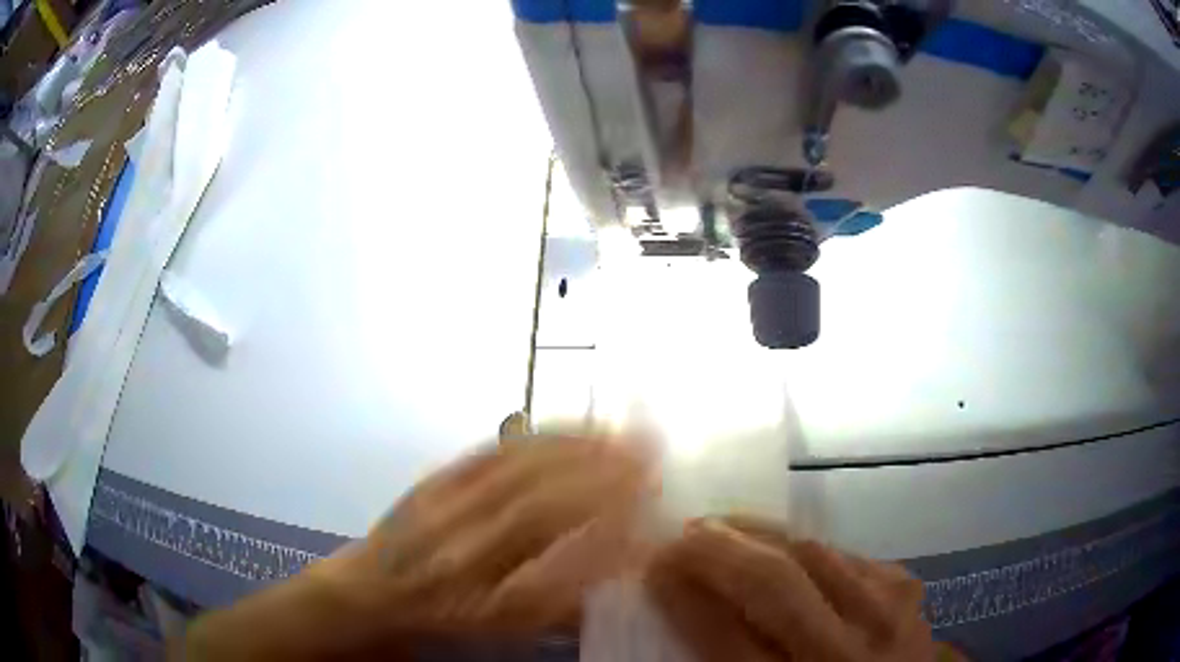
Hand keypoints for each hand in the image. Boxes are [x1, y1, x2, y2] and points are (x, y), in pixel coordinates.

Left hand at [181, 436, 651, 659]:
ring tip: (620, 429)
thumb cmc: (432, 631)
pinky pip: (484, 458)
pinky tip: (561, 426)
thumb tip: (609, 568)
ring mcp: (442, 516)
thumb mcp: (497, 637)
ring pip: (515, 477)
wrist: (360, 600)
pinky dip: (531, 439)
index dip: (613, 540)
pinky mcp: (428, 487)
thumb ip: (553, 607)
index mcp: (486, 608)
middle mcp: (466, 559)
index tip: (656, 515)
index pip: (563, 571)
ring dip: (575, 450)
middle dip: (604, 481)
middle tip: (652, 454)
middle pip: (542, 513)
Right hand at [646, 517, 936, 661]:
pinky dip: (806, 546)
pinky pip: (847, 555)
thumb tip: (685, 609)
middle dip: (720, 550)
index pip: (728, 637)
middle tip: (683, 533)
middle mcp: (845, 651)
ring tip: (725, 525)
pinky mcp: (906, 588)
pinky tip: (785, 545)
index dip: (685, 597)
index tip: (655, 567)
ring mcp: (886, 613)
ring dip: (761, 534)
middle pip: (776, 584)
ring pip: (815, 554)